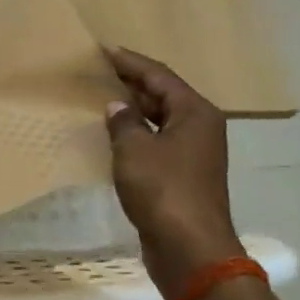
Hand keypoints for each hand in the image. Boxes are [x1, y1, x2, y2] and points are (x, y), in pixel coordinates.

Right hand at [103, 47, 244, 299]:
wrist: (190, 249)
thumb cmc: (164, 190)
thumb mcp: (134, 149)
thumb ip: (123, 121)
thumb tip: (117, 106)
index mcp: (195, 113)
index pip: (159, 76)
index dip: (130, 62)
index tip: (104, 50)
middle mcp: (200, 128)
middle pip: (163, 95)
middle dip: (132, 83)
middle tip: (99, 71)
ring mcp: (194, 154)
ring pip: (160, 120)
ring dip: (134, 110)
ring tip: (101, 98)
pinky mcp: (183, 176)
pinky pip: (157, 143)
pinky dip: (137, 134)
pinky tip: (113, 135)